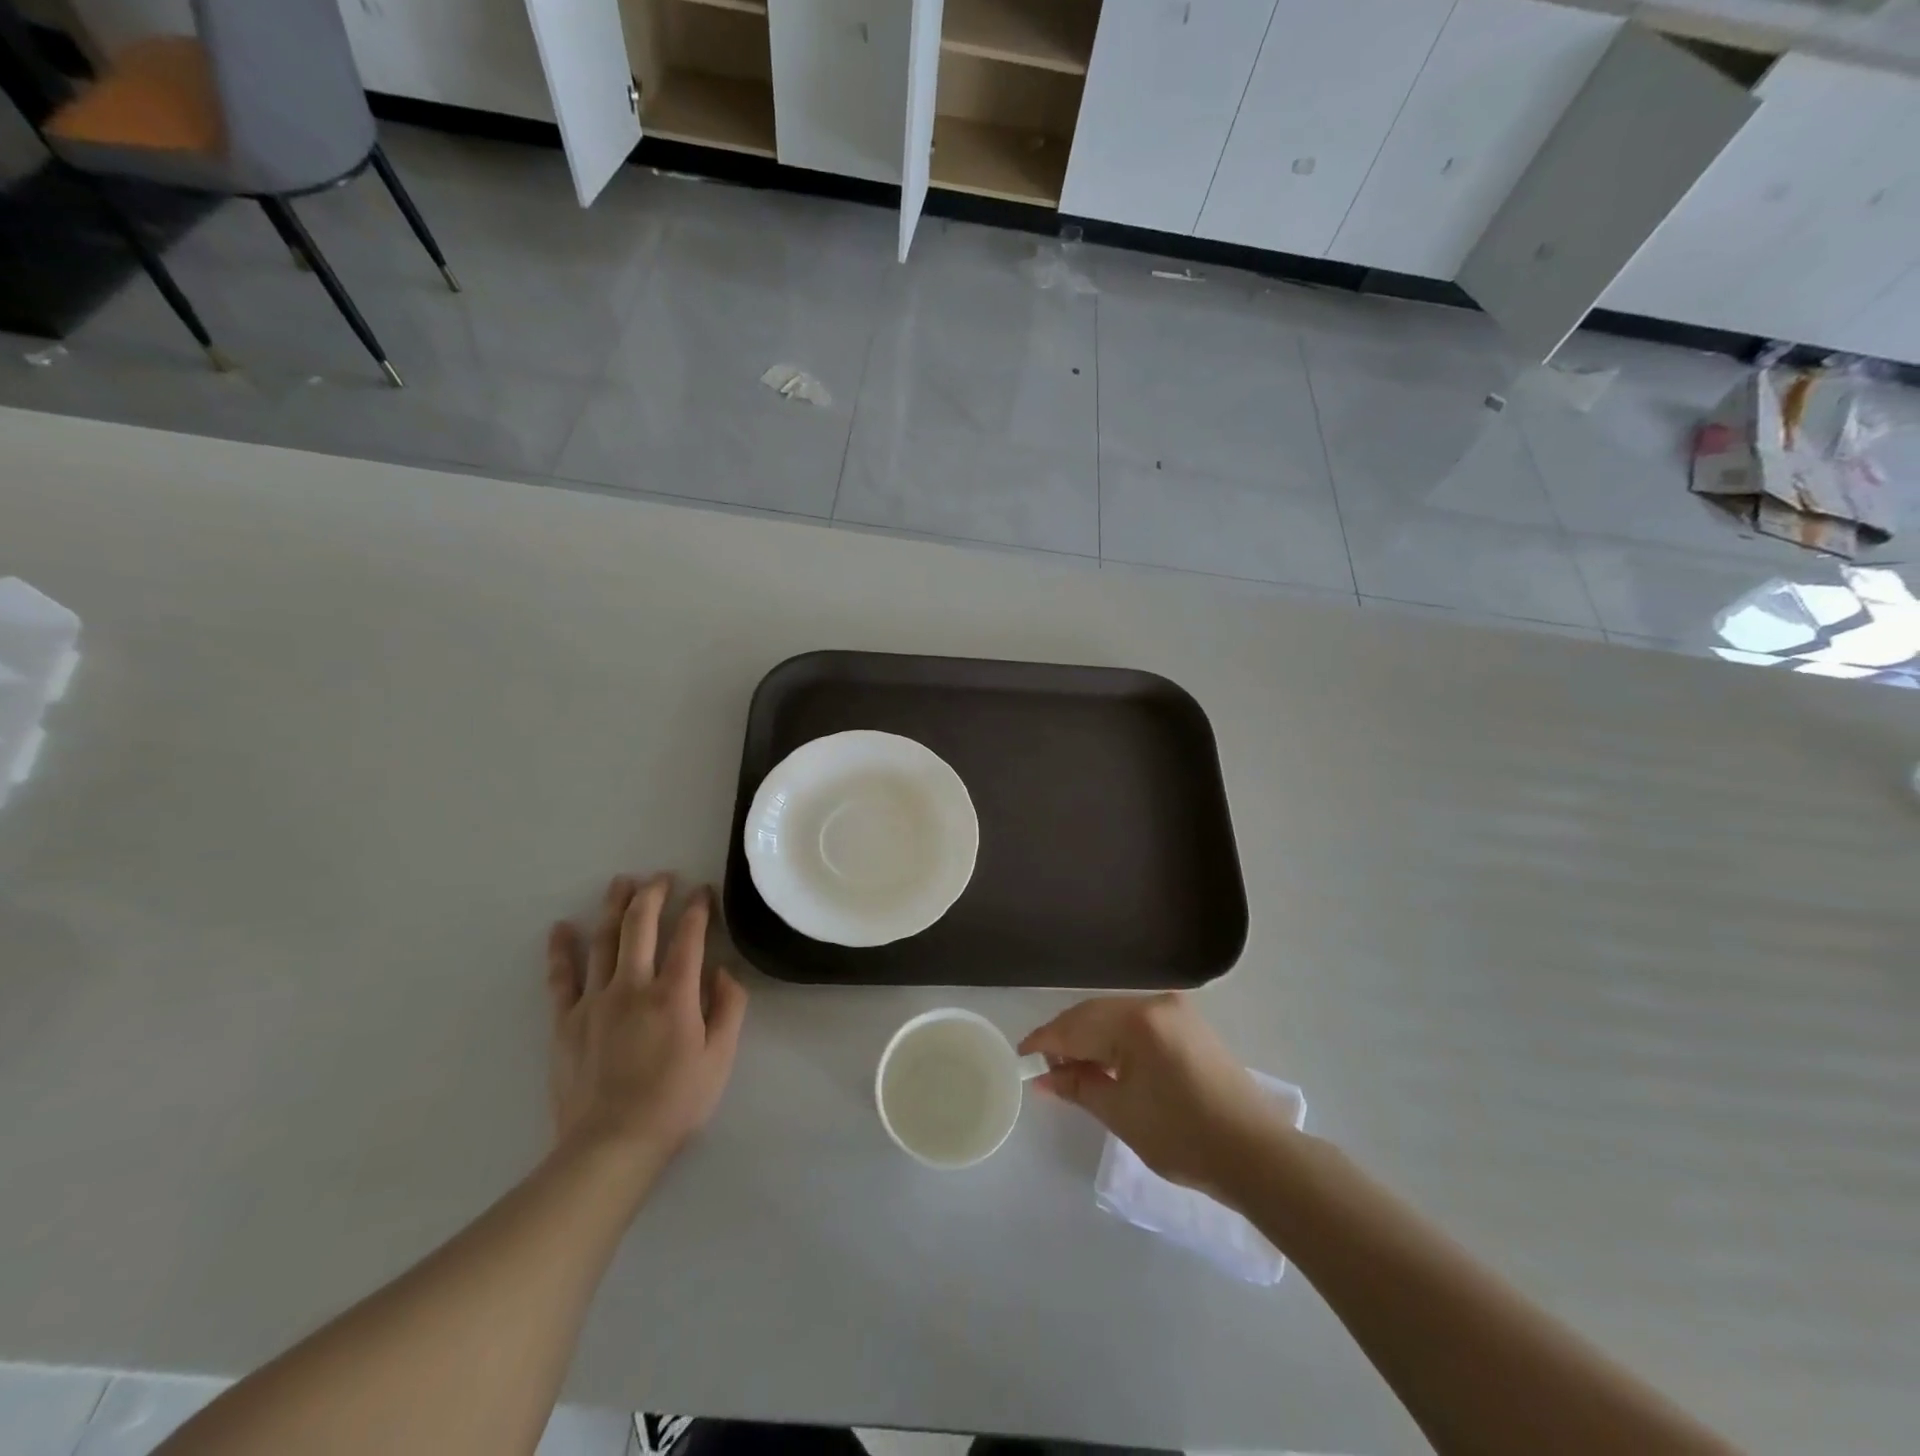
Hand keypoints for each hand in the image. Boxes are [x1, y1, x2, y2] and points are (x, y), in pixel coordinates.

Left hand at [547, 875, 747, 1176]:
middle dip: (653, 894)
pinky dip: (562, 950)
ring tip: (621, 882)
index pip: (689, 937)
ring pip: (603, 941)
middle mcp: (633, 987)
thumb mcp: (720, 1059)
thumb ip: (728, 1009)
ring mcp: (594, 1001)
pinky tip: (561, 928)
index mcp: (674, 995)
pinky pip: (562, 977)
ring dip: (613, 907)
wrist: (609, 1147)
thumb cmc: (675, 1103)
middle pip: (641, 926)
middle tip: (662, 877)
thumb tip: (725, 971)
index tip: (703, 891)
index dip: (697, 909)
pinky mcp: (566, 1021)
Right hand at [1020, 994, 1289, 1201]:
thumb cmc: (1183, 1136)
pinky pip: (1138, 1024)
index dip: (1045, 1041)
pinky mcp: (1189, 1025)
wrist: (1256, 1154)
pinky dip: (1116, 1040)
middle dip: (1067, 1039)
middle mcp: (1156, 1003)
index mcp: (1138, 1020)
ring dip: (1091, 1039)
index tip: (1020, 1057)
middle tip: (1044, 1068)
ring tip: (1073, 1069)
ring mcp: (1176, 1011)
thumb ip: (1079, 1086)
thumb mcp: (1121, 1113)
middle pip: (1095, 1014)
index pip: (1077, 1024)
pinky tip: (1106, 1063)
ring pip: (1116, 1017)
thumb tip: (1044, 1077)